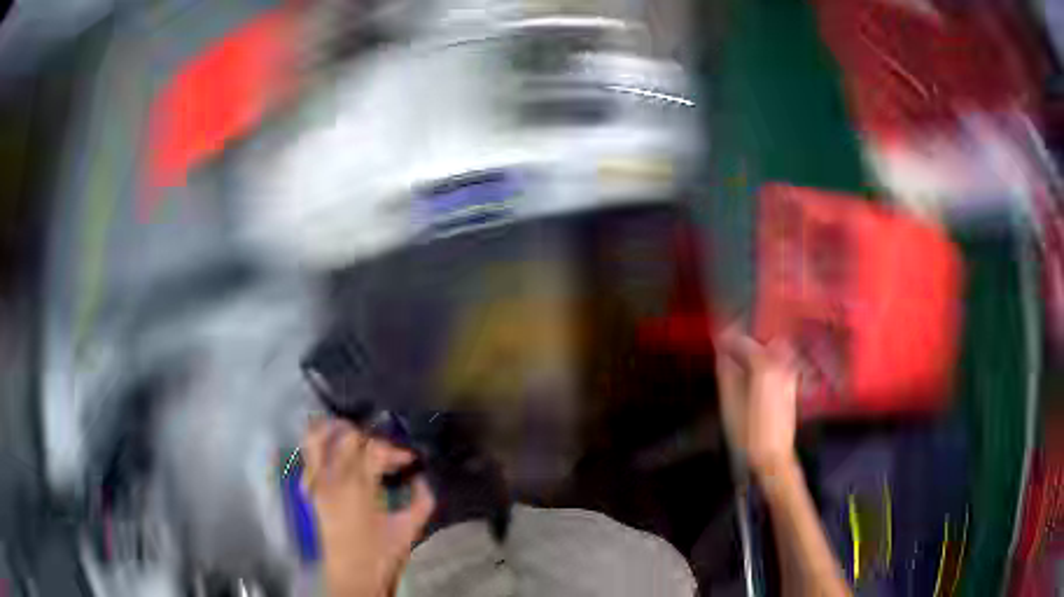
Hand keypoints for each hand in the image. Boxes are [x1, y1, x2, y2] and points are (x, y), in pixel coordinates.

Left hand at [302, 420, 434, 596]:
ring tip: (352, 432)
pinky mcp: (309, 490)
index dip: (396, 450)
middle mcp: (332, 478)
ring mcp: (316, 482)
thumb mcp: (410, 527)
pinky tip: (333, 452)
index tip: (409, 460)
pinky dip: (318, 447)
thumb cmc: (382, 554)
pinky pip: (306, 457)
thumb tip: (421, 478)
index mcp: (358, 486)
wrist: (353, 576)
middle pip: (346, 436)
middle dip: (369, 437)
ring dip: (333, 429)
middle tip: (385, 450)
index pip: (375, 448)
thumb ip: (422, 498)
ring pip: (315, 437)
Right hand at [715, 329, 799, 481]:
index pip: (743, 342)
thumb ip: (726, 371)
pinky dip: (768, 362)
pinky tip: (756, 379)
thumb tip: (721, 351)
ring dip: (759, 351)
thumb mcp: (730, 403)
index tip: (715, 341)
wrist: (773, 456)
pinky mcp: (792, 385)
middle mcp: (781, 364)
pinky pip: (781, 362)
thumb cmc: (747, 432)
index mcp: (764, 365)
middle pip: (762, 342)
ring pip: (775, 350)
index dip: (727, 340)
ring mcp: (789, 374)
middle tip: (729, 354)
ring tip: (743, 366)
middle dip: (746, 344)